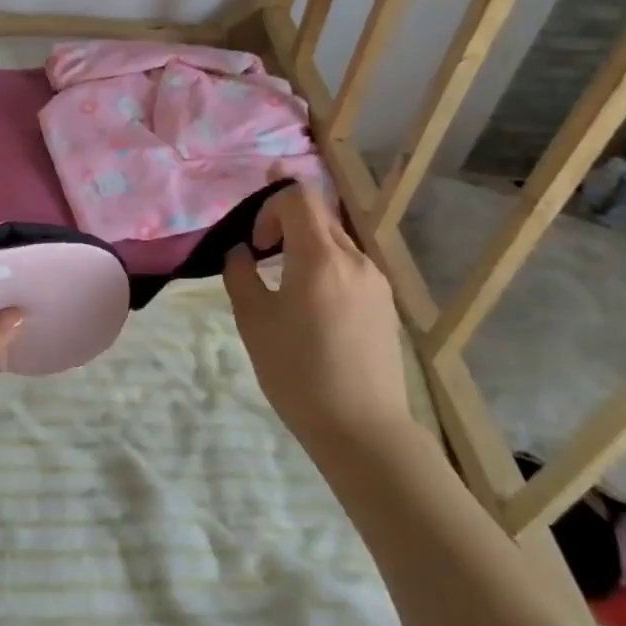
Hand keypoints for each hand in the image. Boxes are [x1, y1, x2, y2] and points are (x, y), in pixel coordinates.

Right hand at [222, 183, 409, 444]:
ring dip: (306, 246)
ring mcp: (376, 281)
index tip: (255, 244)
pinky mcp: (385, 304)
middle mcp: (355, 259)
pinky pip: (351, 266)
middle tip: (261, 251)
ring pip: (336, 241)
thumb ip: (240, 274)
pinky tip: (313, 307)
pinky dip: (326, 267)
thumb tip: (240, 252)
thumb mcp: (253, 321)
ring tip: (286, 283)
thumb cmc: (298, 372)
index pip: (298, 196)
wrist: (362, 429)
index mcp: (320, 257)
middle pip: (319, 215)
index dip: (269, 205)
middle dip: (286, 222)